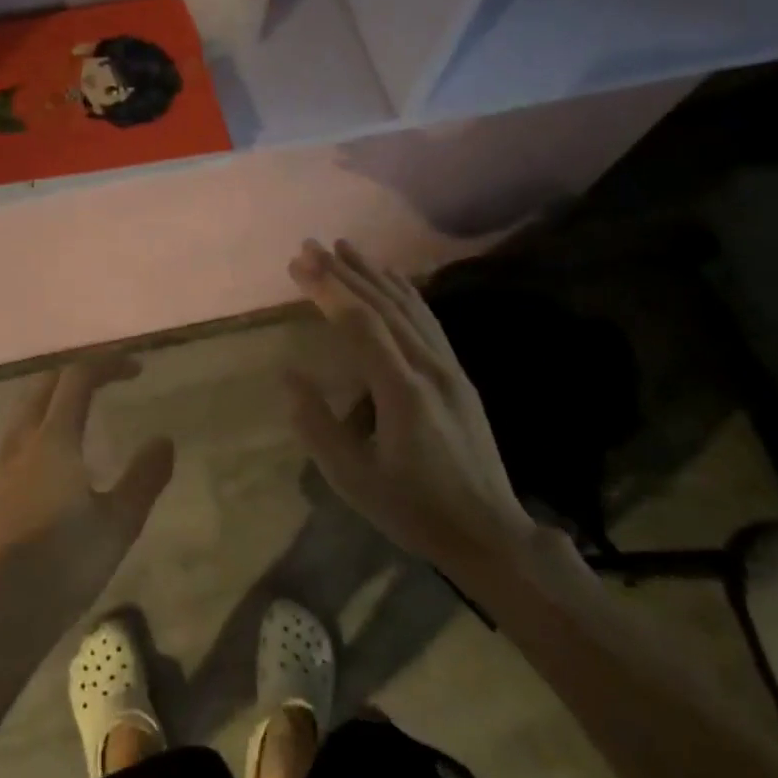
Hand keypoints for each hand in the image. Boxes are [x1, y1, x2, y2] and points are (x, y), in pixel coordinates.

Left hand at [0, 358, 173, 651]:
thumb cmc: (64, 565)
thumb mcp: (119, 524)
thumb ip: (144, 477)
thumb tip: (164, 440)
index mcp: (53, 440)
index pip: (78, 378)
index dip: (108, 364)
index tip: (137, 368)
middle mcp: (22, 441)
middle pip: (46, 384)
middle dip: (79, 372)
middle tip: (111, 379)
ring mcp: (0, 463)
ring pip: (26, 407)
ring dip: (56, 394)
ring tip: (84, 406)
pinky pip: (17, 432)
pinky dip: (40, 419)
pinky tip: (55, 450)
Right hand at [287, 240, 536, 570]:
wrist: (490, 533)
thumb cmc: (414, 509)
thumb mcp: (354, 479)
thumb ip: (317, 424)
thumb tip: (288, 375)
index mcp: (402, 391)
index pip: (360, 324)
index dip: (328, 290)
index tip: (299, 264)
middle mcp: (429, 367)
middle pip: (383, 305)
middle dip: (344, 271)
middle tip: (311, 245)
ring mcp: (449, 368)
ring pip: (408, 306)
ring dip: (374, 273)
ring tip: (344, 247)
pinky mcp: (458, 375)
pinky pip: (428, 320)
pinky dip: (405, 292)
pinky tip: (392, 279)